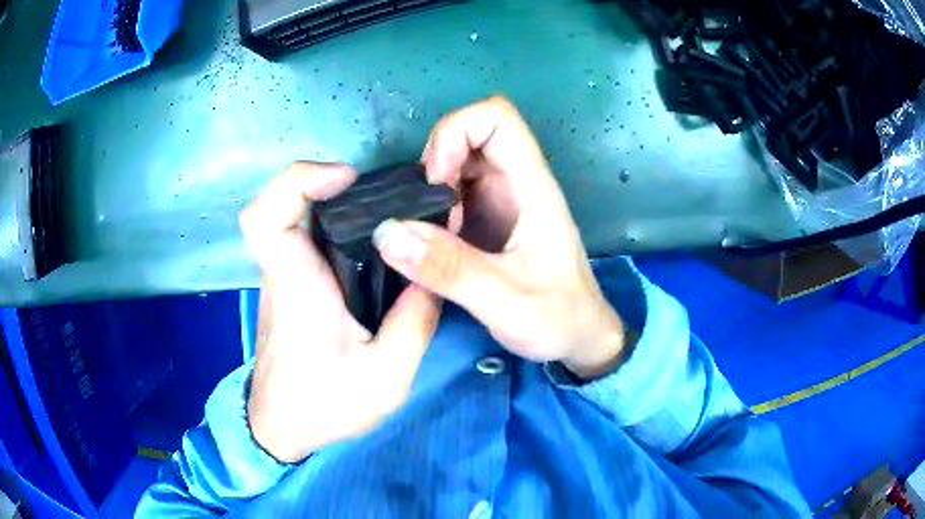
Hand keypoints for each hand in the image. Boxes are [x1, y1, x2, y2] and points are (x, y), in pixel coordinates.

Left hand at [240, 163, 440, 463]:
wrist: (283, 427)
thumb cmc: (323, 407)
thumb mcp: (387, 376)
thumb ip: (415, 322)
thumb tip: (433, 273)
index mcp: (297, 289)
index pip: (268, 218)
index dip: (298, 182)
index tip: (344, 178)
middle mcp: (283, 272)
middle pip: (280, 204)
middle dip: (322, 182)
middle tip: (373, 190)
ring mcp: (284, 276)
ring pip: (294, 216)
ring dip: (330, 200)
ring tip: (381, 210)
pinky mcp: (291, 284)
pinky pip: (303, 236)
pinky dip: (329, 221)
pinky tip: (367, 237)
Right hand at [373, 97, 626, 379]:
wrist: (579, 339)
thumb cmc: (558, 318)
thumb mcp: (504, 300)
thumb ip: (448, 269)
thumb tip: (385, 232)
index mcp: (532, 186)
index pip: (496, 118)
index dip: (456, 132)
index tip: (434, 181)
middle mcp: (517, 183)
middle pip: (470, 134)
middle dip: (435, 163)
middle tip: (420, 214)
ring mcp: (502, 201)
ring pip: (457, 164)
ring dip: (429, 190)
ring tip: (423, 235)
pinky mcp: (489, 221)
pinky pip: (453, 195)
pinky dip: (432, 209)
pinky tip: (429, 245)